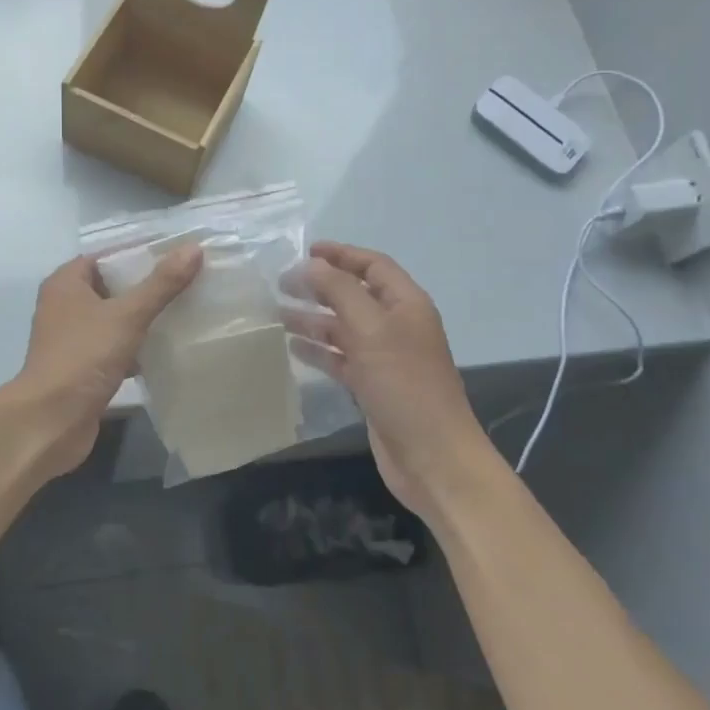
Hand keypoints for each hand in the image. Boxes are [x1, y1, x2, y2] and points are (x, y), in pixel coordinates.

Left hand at [13, 245, 203, 476]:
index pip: (105, 256)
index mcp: (65, 283)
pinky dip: (134, 347)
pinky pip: (113, 347)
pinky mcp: (80, 367)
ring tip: (182, 311)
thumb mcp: (127, 315)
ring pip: (113, 319)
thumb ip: (161, 283)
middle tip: (186, 282)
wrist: (51, 421)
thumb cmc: (83, 357)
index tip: (175, 254)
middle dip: (145, 286)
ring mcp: (70, 339)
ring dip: (141, 318)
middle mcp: (63, 306)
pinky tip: (164, 349)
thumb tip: (194, 248)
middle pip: (110, 287)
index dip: (138, 253)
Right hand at [291, 241, 493, 516]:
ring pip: (344, 327)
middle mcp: (397, 325)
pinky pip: (341, 358)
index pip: (372, 265)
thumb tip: (311, 265)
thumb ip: (339, 291)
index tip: (304, 252)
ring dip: (313, 318)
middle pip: (355, 294)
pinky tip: (293, 347)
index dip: (341, 254)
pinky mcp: (373, 386)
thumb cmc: (404, 385)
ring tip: (277, 314)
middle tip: (280, 284)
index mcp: (406, 304)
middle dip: (320, 286)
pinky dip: (318, 350)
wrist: (432, 457)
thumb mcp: (371, 329)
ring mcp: (385, 357)